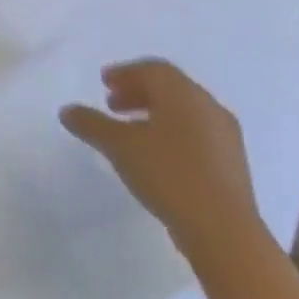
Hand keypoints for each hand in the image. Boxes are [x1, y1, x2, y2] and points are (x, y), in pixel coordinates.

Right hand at [60, 59, 263, 266]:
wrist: (223, 229)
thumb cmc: (168, 174)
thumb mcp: (118, 146)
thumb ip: (91, 124)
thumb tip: (67, 110)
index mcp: (183, 95)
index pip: (154, 69)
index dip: (126, 72)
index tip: (104, 82)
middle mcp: (208, 107)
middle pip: (170, 87)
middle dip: (138, 91)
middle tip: (112, 104)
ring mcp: (225, 135)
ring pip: (184, 111)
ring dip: (154, 112)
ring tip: (129, 130)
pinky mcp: (231, 161)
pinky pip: (196, 132)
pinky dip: (171, 131)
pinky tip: (155, 154)